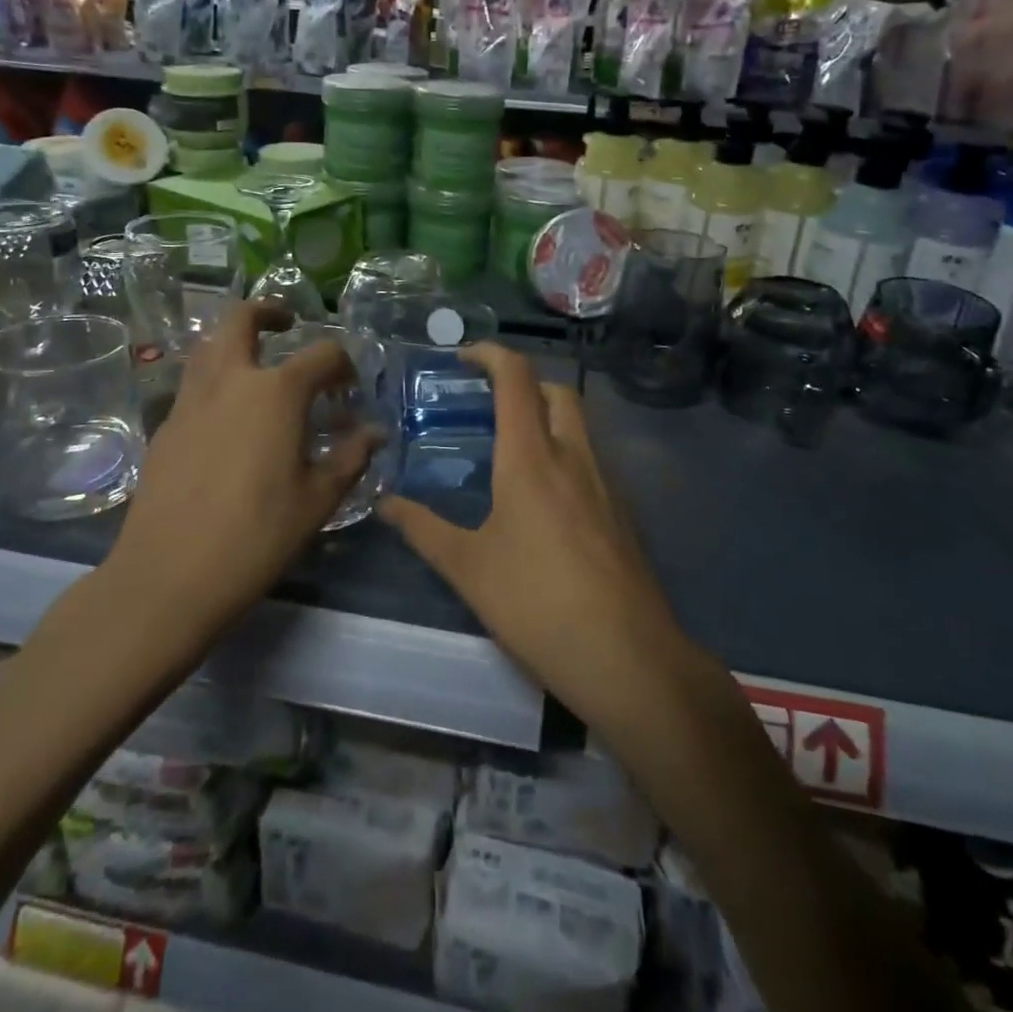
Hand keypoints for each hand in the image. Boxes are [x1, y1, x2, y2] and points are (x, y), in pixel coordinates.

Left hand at [102, 301, 380, 650]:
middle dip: (267, 311)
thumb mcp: (317, 499)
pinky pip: (193, 384)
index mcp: (276, 393)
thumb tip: (376, 433)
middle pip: (241, 319)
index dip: (343, 364)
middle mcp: (230, 381)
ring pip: (209, 346)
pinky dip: (215, 379)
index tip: (350, 388)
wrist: (168, 576)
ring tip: (256, 364)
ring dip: (234, 341)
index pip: (321, 354)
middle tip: (286, 323)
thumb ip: (350, 458)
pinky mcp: (165, 427)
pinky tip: (228, 416)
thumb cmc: (257, 536)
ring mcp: (190, 401)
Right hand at [381, 344, 683, 720]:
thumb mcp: (468, 568)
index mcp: (532, 457)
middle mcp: (574, 456)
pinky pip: (591, 459)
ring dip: (547, 416)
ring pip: (579, 424)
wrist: (627, 657)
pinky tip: (543, 497)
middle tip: (488, 404)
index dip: (490, 354)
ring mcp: (605, 483)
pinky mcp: (622, 512)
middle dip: (523, 382)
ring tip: (509, 448)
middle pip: (557, 390)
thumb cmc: (537, 604)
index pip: (516, 378)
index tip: (462, 357)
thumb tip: (385, 503)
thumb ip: (422, 529)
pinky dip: (564, 451)